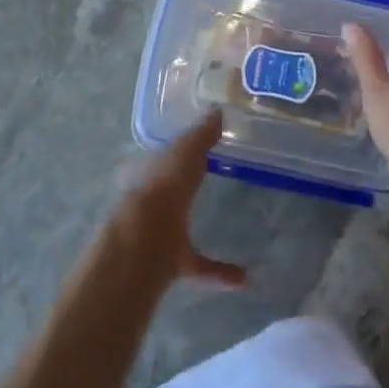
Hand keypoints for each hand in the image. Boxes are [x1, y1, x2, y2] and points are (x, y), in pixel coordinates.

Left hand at [110, 111, 246, 287]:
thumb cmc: (163, 184)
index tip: (192, 150)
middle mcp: (147, 200)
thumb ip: (202, 133)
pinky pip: (199, 266)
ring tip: (226, 226)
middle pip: (165, 190)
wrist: (145, 240)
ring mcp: (157, 233)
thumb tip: (217, 110)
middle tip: (205, 180)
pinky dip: (219, 272)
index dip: (172, 151)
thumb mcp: (186, 149)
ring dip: (195, 227)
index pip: (157, 155)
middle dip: (180, 187)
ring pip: (176, 228)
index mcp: (145, 170)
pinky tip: (243, 277)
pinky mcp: (171, 263)